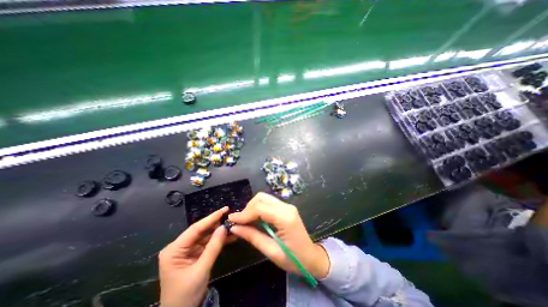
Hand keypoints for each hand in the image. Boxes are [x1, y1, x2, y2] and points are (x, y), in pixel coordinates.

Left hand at [159, 206, 228, 306]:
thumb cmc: (186, 295)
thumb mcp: (201, 270)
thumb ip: (213, 247)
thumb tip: (224, 227)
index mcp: (174, 249)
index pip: (195, 229)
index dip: (211, 218)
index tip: (225, 209)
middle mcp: (180, 247)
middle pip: (201, 231)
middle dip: (216, 224)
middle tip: (231, 216)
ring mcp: (188, 250)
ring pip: (206, 236)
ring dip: (219, 232)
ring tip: (233, 225)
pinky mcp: (195, 254)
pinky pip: (208, 244)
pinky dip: (218, 241)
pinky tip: (230, 236)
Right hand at [228, 193, 328, 279]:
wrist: (311, 257)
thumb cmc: (293, 259)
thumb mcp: (271, 251)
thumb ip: (253, 237)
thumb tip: (234, 227)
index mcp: (285, 218)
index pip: (260, 208)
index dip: (244, 213)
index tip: (232, 220)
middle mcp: (287, 207)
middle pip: (262, 198)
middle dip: (248, 207)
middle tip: (240, 221)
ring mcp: (287, 206)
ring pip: (265, 198)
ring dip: (253, 207)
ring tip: (246, 221)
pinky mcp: (286, 208)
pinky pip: (269, 203)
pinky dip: (259, 208)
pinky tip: (256, 219)